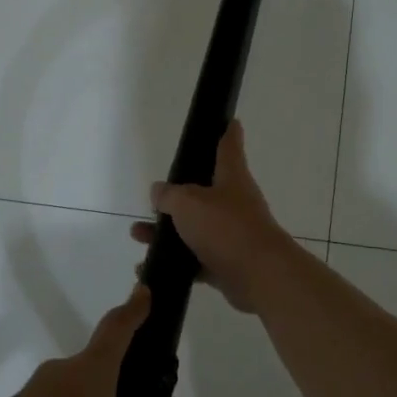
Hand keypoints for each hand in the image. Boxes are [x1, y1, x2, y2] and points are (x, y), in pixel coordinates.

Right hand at [129, 121, 294, 313]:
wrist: (259, 276)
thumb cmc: (225, 227)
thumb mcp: (188, 203)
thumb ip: (169, 195)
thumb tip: (159, 191)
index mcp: (231, 178)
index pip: (228, 146)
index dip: (227, 132)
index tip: (229, 120)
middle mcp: (233, 203)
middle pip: (203, 192)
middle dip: (177, 196)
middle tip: (155, 198)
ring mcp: (231, 235)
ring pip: (194, 228)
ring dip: (166, 232)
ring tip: (138, 234)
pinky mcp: (225, 263)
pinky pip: (193, 260)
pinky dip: (173, 262)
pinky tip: (148, 266)